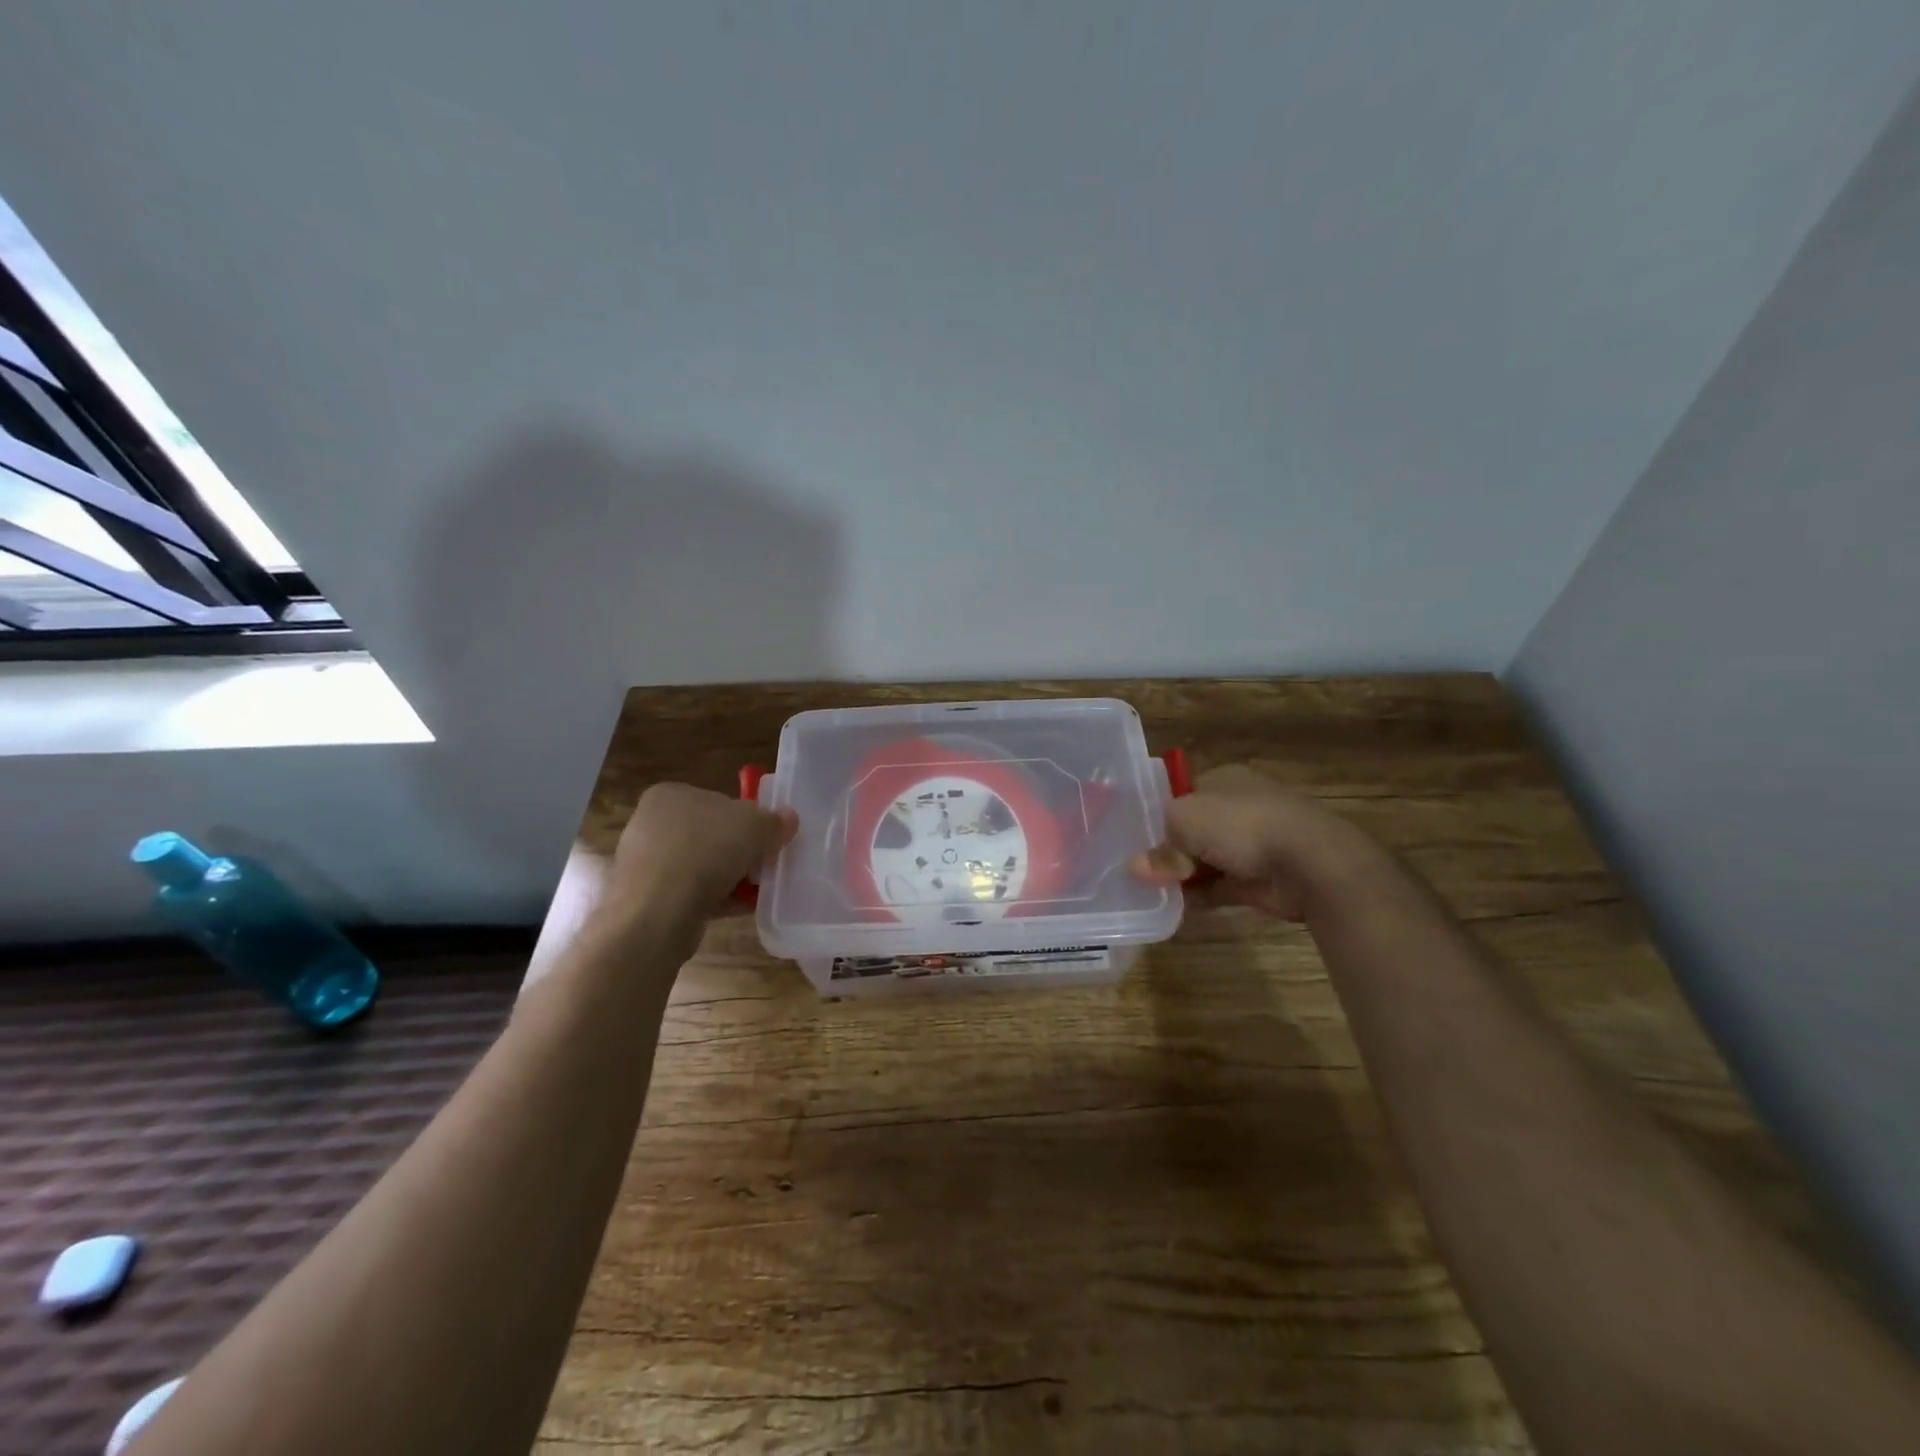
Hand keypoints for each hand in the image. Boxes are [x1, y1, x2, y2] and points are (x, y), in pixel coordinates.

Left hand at [608, 782, 796, 923]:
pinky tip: (737, 908)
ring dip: (728, 877)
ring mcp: (644, 862)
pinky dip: (713, 899)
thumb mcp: (754, 826)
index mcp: (669, 794)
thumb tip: (788, 818)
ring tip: (754, 892)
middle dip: (738, 852)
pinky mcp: (645, 897)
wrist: (658, 913)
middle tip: (763, 866)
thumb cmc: (705, 852)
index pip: (717, 801)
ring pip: (700, 866)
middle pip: (710, 834)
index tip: (766, 840)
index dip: (746, 819)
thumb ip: (774, 821)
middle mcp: (650, 823)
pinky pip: (689, 893)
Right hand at [1133, 764, 1385, 921]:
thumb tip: (1138, 867)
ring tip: (1148, 890)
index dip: (1156, 812)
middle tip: (1136, 866)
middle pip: (1191, 828)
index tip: (1133, 835)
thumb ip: (1161, 845)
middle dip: (1167, 847)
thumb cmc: (1242, 825)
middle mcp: (1237, 807)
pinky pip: (1218, 887)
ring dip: (1181, 874)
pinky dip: (1198, 896)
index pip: (1181, 792)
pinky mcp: (1258, 879)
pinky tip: (1172, 907)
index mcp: (1224, 779)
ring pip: (1204, 859)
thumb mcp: (1185, 823)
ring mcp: (1251, 844)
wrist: (1310, 862)